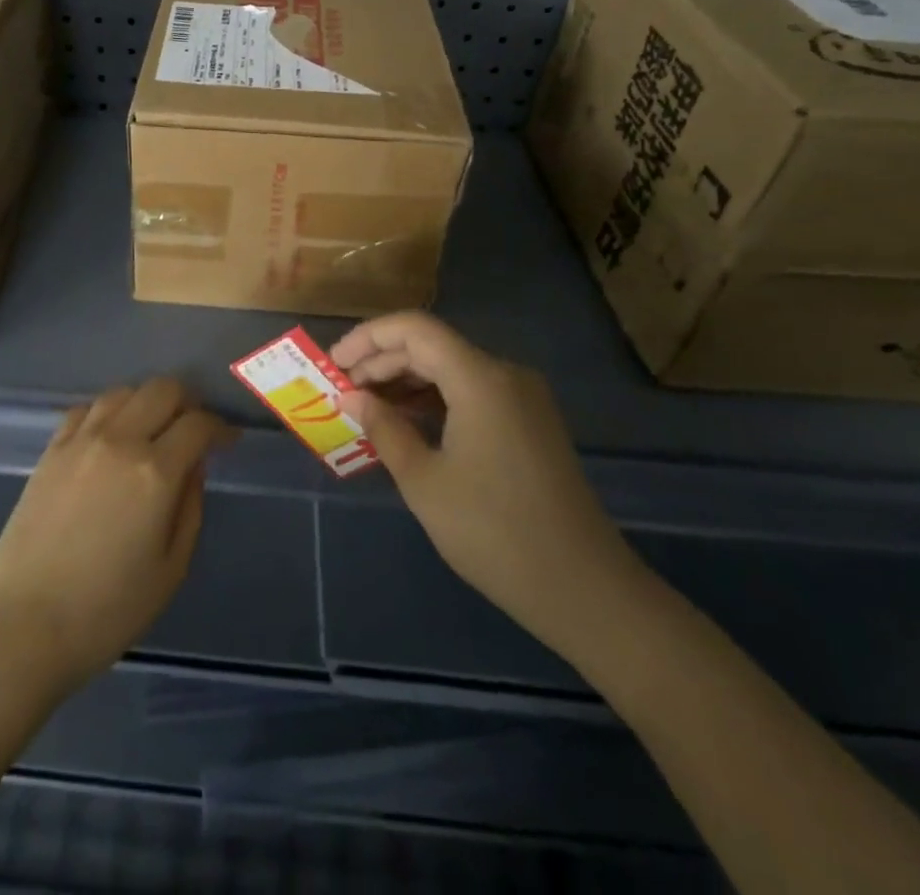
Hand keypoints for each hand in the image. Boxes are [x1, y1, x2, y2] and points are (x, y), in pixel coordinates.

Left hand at [0, 379, 232, 697]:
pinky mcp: (51, 449)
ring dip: (147, 402)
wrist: (22, 626)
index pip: (198, 424)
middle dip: (188, 402)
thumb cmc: (106, 610)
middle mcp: (118, 440)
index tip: (229, 440)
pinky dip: (108, 411)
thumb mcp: (170, 569)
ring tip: (153, 430)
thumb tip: (193, 465)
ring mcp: (80, 440)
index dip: (220, 428)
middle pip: (162, 389)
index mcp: (154, 471)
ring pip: (124, 391)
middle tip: (194, 431)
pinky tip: (111, 435)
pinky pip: (87, 408)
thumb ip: (189, 506)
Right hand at [331, 312, 643, 653]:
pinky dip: (434, 398)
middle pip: (431, 345)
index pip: (414, 328)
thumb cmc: (494, 532)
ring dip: (406, 380)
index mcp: (480, 378)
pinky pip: (472, 391)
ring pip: (451, 367)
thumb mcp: (424, 480)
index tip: (333, 364)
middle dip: (382, 361)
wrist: (586, 590)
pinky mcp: (530, 422)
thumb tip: (351, 396)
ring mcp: (523, 398)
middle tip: (343, 392)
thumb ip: (383, 427)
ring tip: (368, 408)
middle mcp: (505, 374)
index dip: (367, 338)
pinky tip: (408, 423)